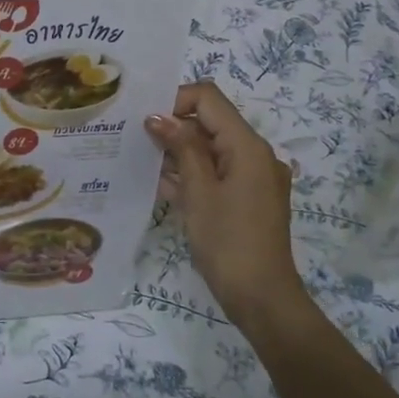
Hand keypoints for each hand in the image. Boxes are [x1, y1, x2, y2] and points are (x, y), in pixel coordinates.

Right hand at [145, 82, 307, 333]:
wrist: (262, 298)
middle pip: (210, 122)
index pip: (209, 99)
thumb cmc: (227, 242)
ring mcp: (254, 178)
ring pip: (211, 149)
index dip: (175, 101)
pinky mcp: (248, 198)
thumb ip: (181, 148)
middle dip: (174, 128)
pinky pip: (217, 173)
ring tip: (144, 164)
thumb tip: (158, 116)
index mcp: (248, 146)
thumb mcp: (198, 192)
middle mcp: (256, 154)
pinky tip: (163, 186)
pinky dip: (193, 175)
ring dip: (180, 153)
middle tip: (136, 142)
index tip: (146, 123)